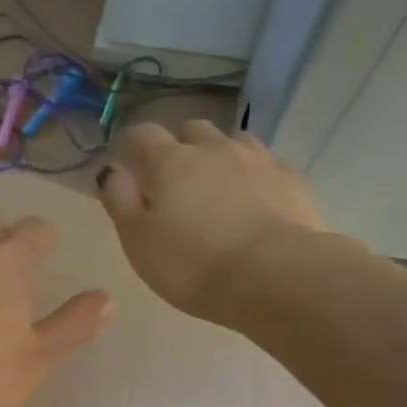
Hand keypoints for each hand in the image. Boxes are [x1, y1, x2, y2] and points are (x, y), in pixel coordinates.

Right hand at [98, 120, 323, 323]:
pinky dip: (255, 177)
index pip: (142, 135)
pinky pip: (267, 166)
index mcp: (171, 162)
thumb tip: (114, 171)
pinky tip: (256, 202)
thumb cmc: (193, 266)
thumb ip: (120, 202)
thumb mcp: (139, 242)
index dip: (131, 146)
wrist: (275, 276)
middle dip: (180, 148)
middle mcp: (214, 149)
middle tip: (175, 181)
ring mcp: (258, 160)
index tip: (127, 165)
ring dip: (220, 157)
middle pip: (192, 130)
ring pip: (233, 142)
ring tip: (218, 189)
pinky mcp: (292, 180)